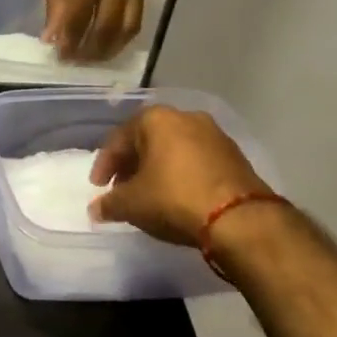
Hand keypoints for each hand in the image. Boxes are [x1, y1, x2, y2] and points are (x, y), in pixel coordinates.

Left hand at [40, 0, 144, 60]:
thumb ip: (55, 4)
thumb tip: (52, 39)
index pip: (80, 15)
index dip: (70, 40)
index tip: (59, 56)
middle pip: (107, 25)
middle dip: (90, 49)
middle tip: (75, 62)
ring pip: (128, 26)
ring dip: (109, 48)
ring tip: (91, 59)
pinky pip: (138, 17)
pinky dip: (123, 36)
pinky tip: (108, 44)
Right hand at [88, 106, 273, 247]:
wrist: (240, 219)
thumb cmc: (174, 199)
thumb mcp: (132, 204)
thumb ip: (109, 203)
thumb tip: (96, 210)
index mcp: (156, 119)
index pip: (119, 139)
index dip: (104, 165)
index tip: (98, 188)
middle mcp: (186, 117)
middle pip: (148, 140)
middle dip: (132, 165)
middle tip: (122, 189)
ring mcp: (215, 135)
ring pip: (174, 149)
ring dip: (157, 169)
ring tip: (149, 195)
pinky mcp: (235, 156)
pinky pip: (196, 161)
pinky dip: (181, 174)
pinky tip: (177, 196)